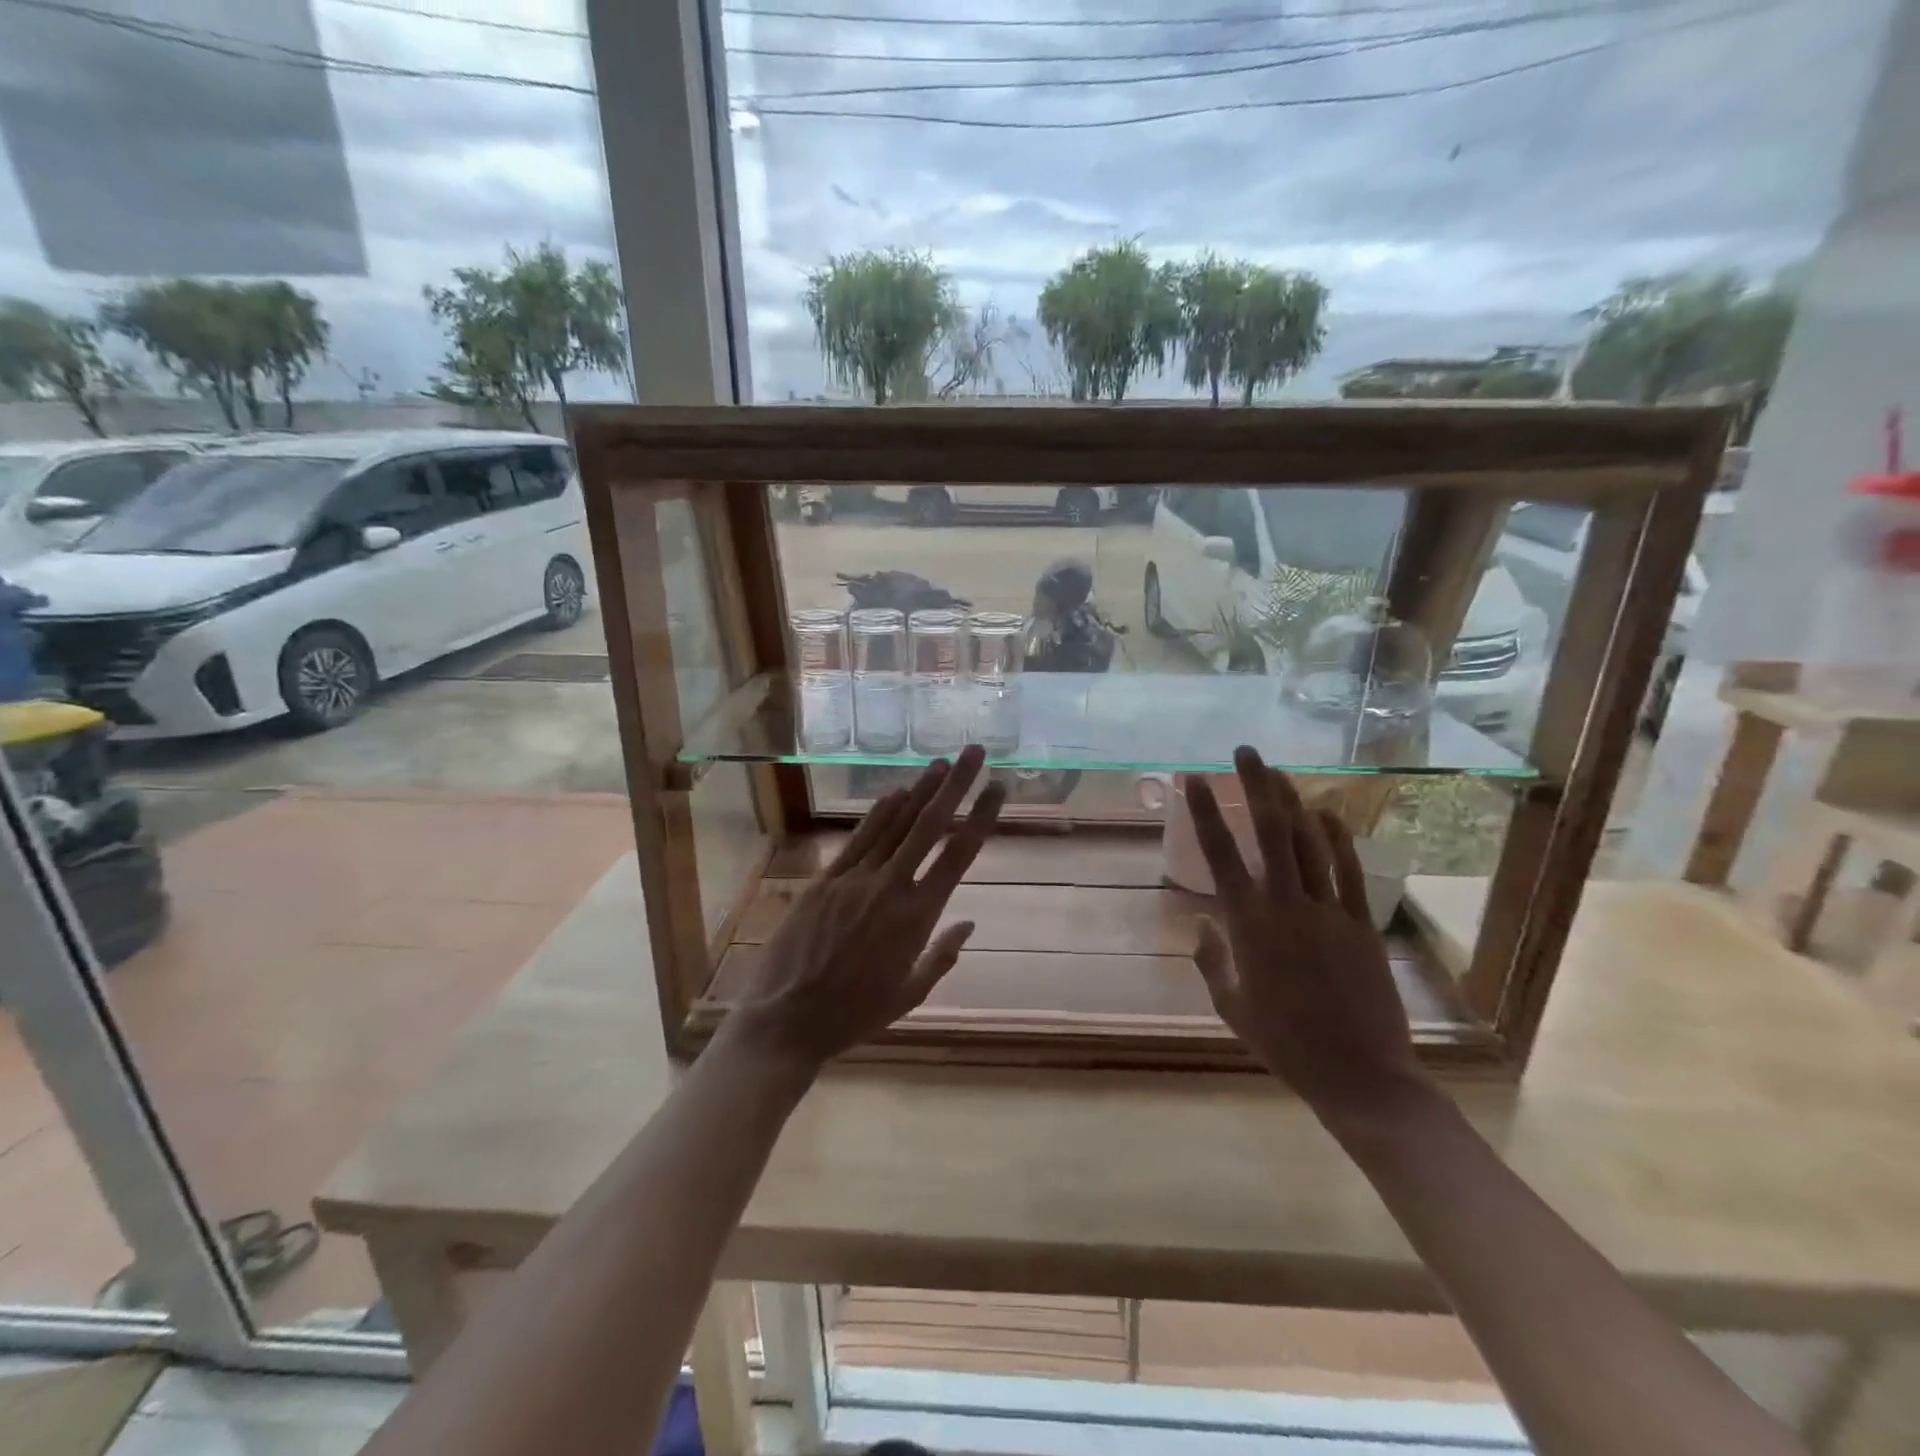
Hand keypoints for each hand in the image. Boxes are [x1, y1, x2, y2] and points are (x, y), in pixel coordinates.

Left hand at [724, 746, 1004, 1069]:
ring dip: (920, 790)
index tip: (998, 787)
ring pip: (895, 824)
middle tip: (975, 752)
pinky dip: (879, 813)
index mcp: (918, 918)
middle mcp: (891, 888)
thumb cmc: (854, 1015)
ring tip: (941, 762)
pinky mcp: (825, 880)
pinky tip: (896, 792)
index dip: (981, 816)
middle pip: (929, 825)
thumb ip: (942, 956)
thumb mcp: (909, 994)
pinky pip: (859, 839)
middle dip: (956, 784)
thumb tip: (969, 923)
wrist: (787, 1020)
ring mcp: (854, 879)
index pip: (958, 855)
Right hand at [1185, 747, 1431, 1128]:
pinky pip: (1348, 870)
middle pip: (1269, 832)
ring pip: (1308, 842)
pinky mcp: (1360, 923)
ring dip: (1291, 802)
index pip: (1220, 855)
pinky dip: (1337, 837)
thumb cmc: (1284, 1044)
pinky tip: (1326, 812)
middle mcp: (1285, 905)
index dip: (1205, 812)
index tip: (1194, 779)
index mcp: (1247, 925)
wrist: (1359, 1073)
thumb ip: (1210, 959)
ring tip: (1277, 772)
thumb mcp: (1230, 1006)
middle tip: (1245, 752)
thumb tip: (1201, 920)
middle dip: (1256, 786)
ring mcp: (1328, 910)